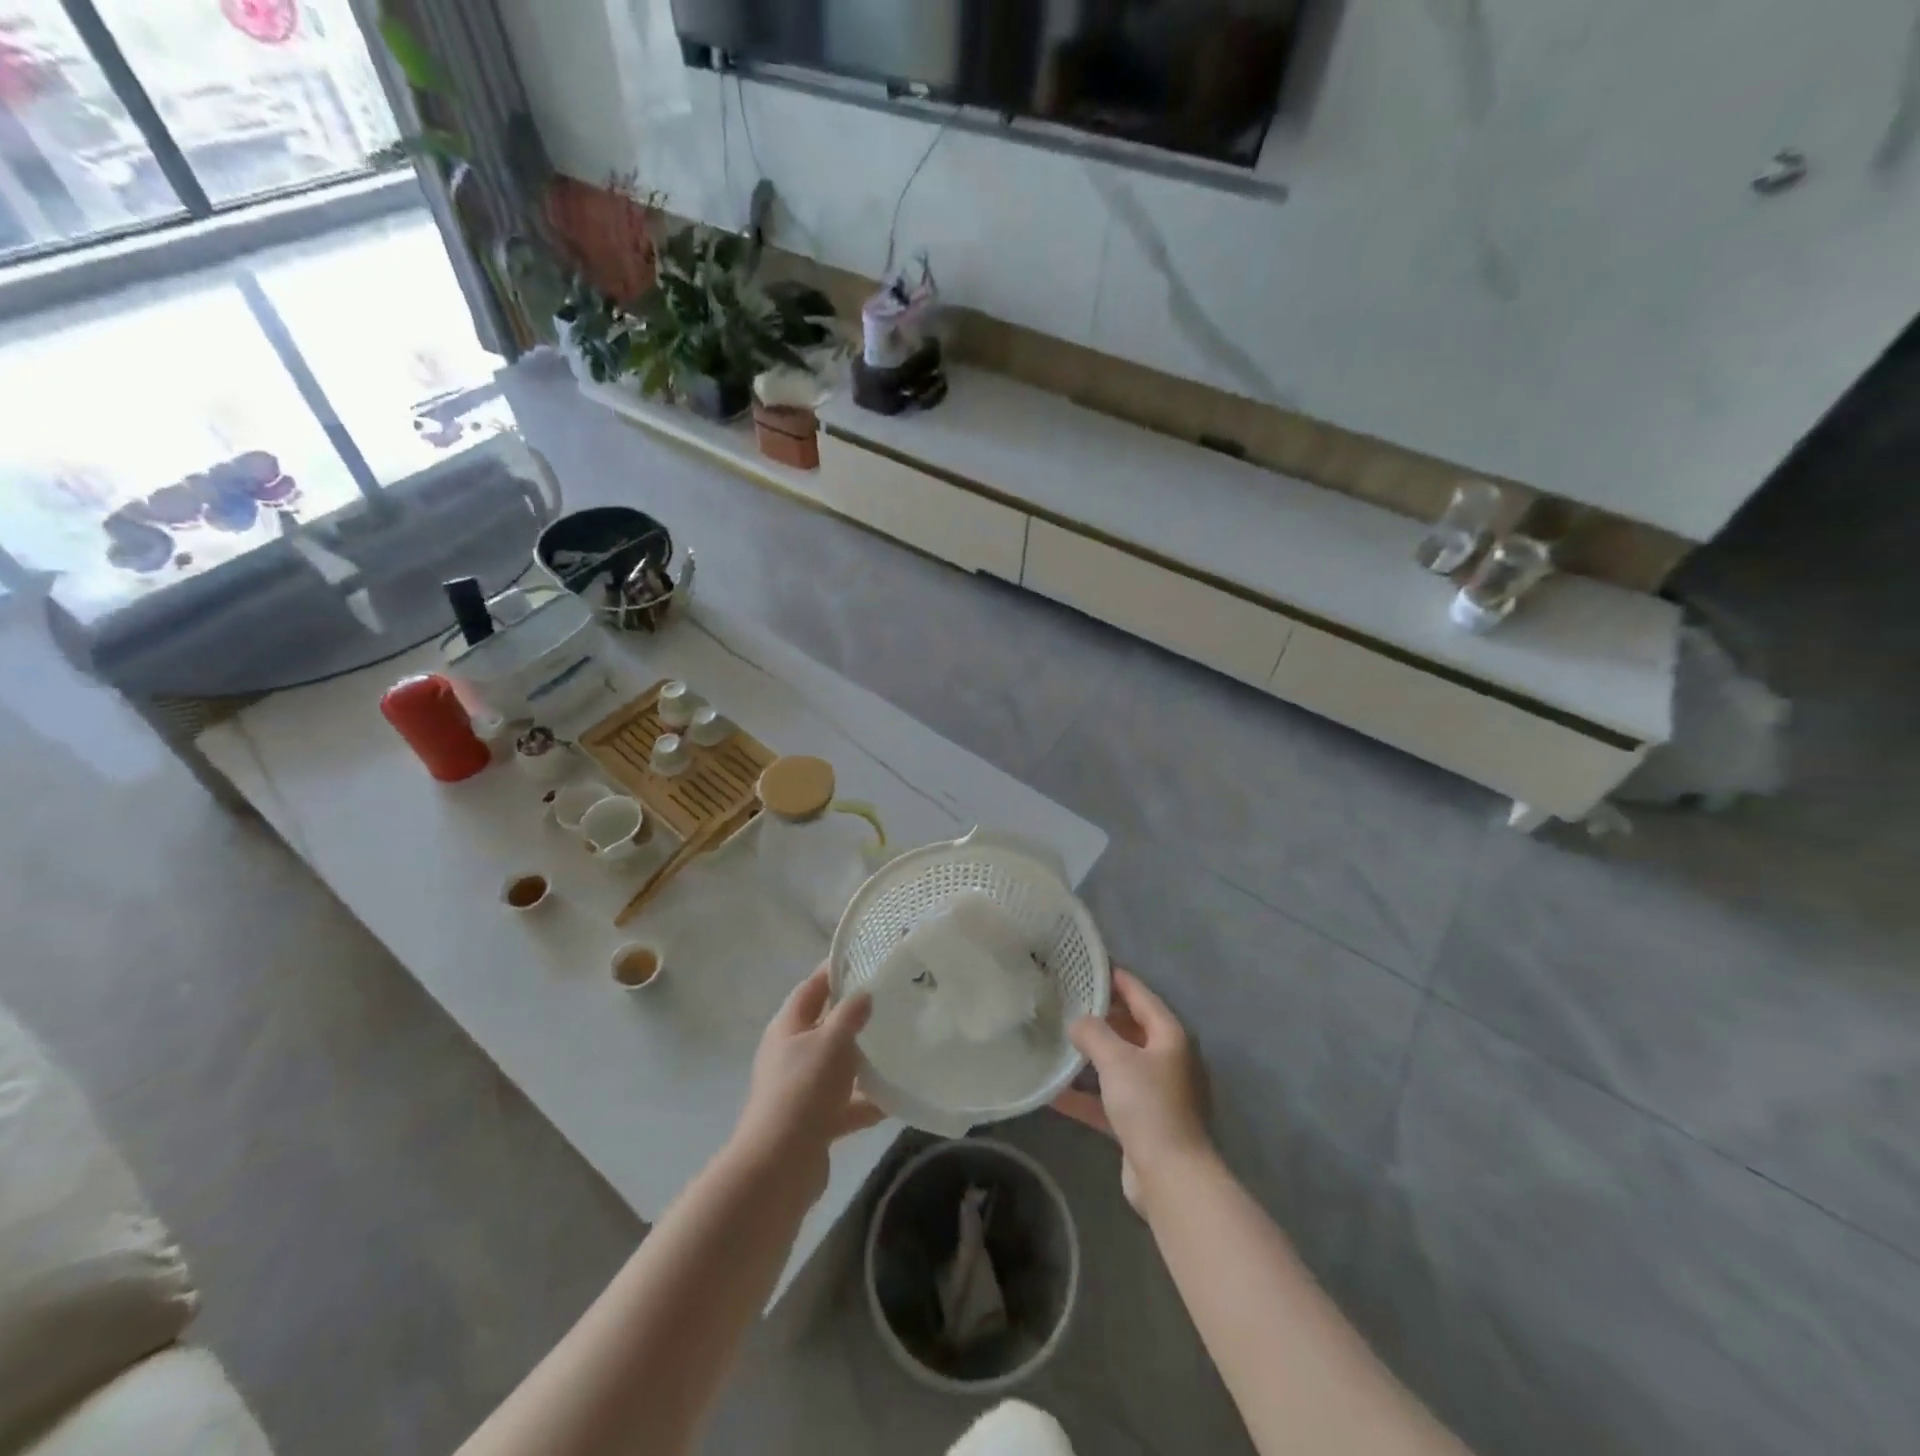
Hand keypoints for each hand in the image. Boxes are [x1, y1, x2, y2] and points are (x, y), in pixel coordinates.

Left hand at [734, 966, 884, 1194]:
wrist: (779, 1166)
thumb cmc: (804, 1090)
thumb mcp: (832, 1042)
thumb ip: (850, 1014)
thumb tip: (863, 992)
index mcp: (787, 1027)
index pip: (812, 988)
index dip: (834, 972)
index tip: (865, 960)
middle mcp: (790, 1054)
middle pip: (824, 1026)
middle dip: (854, 1016)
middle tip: (890, 1002)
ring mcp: (800, 1090)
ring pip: (836, 1066)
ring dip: (862, 1060)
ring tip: (898, 1047)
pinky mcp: (813, 1122)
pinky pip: (845, 1104)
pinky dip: (866, 1101)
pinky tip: (896, 1099)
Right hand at [1052, 968, 1210, 1209]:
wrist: (1171, 1176)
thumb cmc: (1149, 1105)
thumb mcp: (1117, 1059)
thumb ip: (1093, 1033)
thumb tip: (1077, 1022)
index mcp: (1169, 1036)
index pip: (1141, 995)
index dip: (1117, 979)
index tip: (1090, 965)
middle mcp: (1167, 1060)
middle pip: (1131, 1028)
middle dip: (1101, 1016)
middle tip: (1067, 1001)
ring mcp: (1156, 1093)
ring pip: (1118, 1064)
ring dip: (1091, 1056)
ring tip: (1058, 1039)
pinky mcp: (1142, 1123)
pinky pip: (1109, 1099)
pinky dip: (1086, 1095)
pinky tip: (1054, 1093)